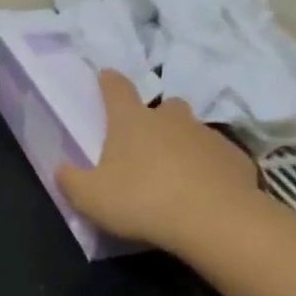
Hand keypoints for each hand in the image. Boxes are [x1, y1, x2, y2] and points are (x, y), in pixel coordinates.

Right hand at [57, 70, 263, 253]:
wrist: (214, 219)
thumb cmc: (142, 201)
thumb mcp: (90, 198)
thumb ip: (71, 180)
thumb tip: (61, 168)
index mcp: (131, 121)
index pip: (116, 88)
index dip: (108, 81)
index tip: (104, 76)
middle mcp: (170, 119)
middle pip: (162, 107)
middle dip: (154, 118)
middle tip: (145, 143)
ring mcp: (206, 135)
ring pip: (191, 131)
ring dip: (182, 145)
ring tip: (174, 174)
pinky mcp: (234, 158)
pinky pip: (215, 157)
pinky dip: (207, 168)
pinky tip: (202, 192)